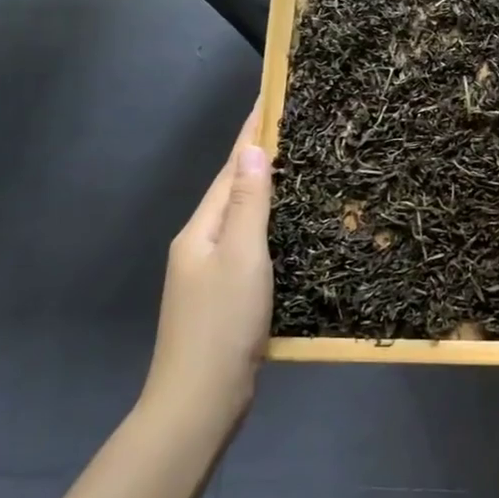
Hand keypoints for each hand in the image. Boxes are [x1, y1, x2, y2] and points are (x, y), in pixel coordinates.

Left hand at [139, 101, 272, 454]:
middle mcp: (201, 242)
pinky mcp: (225, 294)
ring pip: (243, 216)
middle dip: (260, 154)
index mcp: (201, 227)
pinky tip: (289, 225)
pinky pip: (250, 242)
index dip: (252, 132)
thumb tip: (253, 149)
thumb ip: (250, 203)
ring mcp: (209, 270)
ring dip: (267, 187)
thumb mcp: (242, 256)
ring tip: (299, 165)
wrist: (199, 400)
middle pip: (234, 187)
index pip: (232, 167)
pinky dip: (270, 222)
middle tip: (296, 126)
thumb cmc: (223, 323)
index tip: (271, 96)